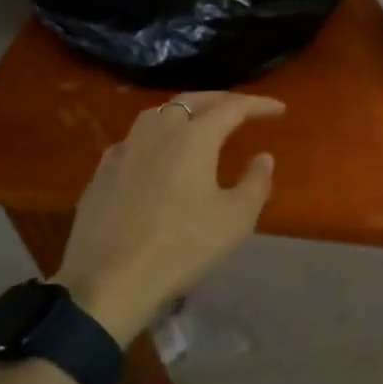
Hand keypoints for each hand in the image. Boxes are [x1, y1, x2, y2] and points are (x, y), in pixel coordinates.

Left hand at [54, 92, 282, 343]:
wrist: (109, 283)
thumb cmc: (182, 248)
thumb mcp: (235, 219)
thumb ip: (256, 182)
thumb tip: (263, 157)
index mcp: (193, 137)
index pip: (232, 107)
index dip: (258, 105)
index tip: (279, 110)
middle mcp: (157, 131)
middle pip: (192, 100)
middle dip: (221, 100)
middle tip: (242, 109)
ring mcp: (125, 149)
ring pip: (159, 114)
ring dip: (186, 112)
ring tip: (201, 125)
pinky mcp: (103, 171)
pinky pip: (136, 139)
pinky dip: (158, 136)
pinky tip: (159, 157)